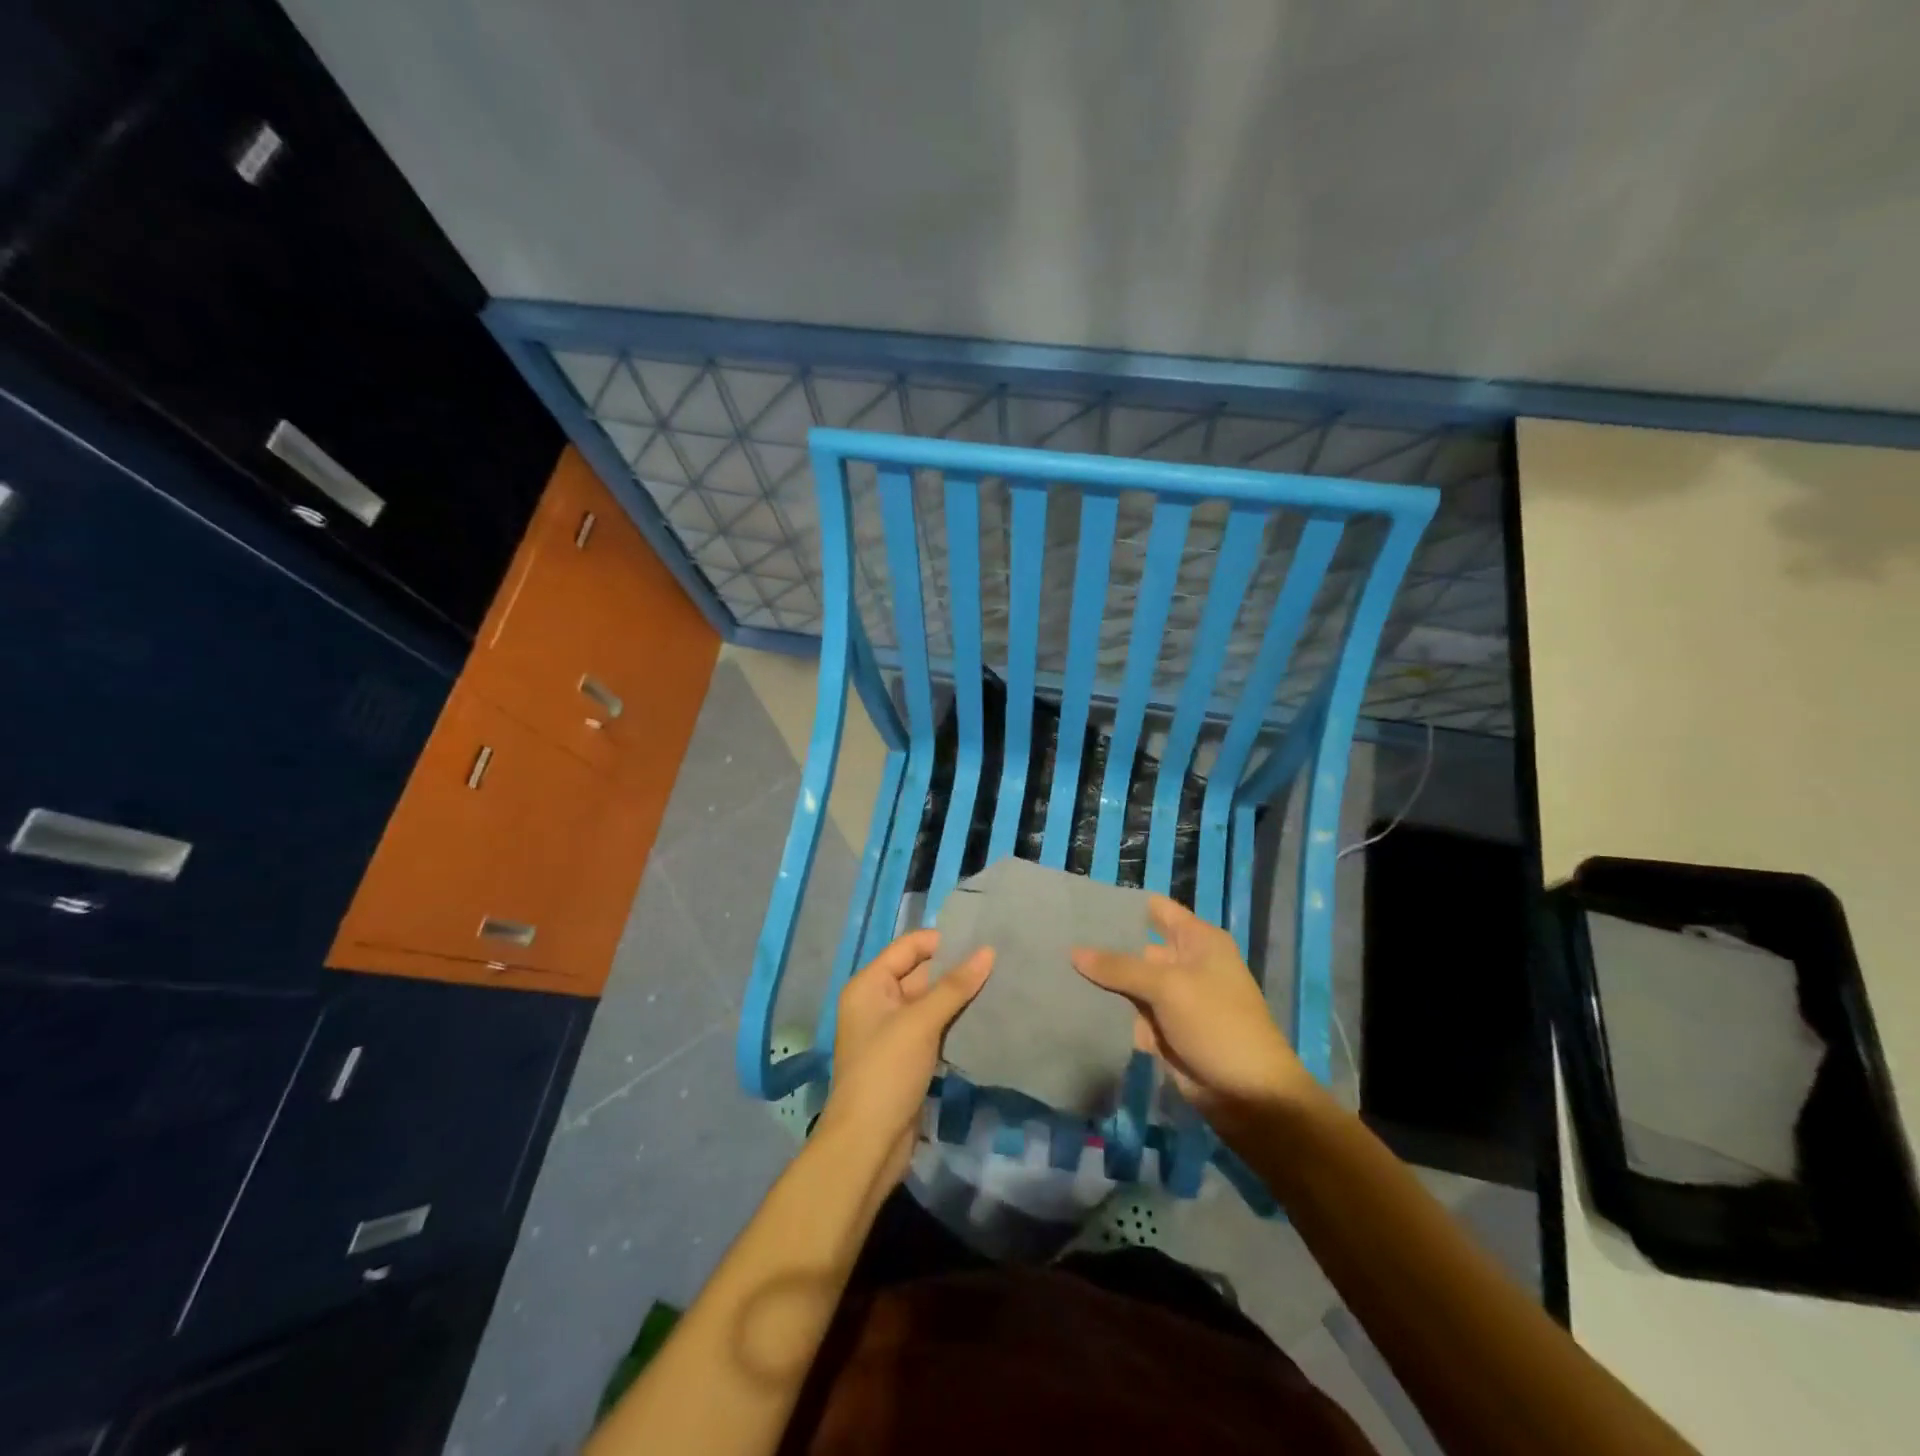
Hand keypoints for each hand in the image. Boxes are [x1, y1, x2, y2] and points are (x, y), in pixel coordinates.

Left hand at [820, 929, 993, 1180]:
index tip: (981, 939)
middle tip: (999, 960)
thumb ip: (954, 986)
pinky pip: (934, 1027)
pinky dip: (955, 1021)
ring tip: (1000, 983)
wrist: (868, 1143)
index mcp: (869, 985)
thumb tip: (988, 951)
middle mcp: (878, 1002)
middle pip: (920, 973)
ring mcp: (893, 1031)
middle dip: (956, 968)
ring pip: (930, 1002)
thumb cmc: (887, 1071)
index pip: (908, 947)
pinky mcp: (908, 1056)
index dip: (942, 941)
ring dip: (959, 996)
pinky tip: (986, 1016)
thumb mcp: (920, 1022)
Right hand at [1071, 895, 1312, 1121]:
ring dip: (1102, 983)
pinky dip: (1111, 1014)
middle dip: (1103, 947)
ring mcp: (1175, 999)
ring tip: (1057, 971)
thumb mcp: (1168, 987)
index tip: (1081, 905)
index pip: (1155, 910)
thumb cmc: (1217, 1024)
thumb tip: (1074, 951)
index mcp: (1198, 941)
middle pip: (1137, 947)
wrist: (1250, 1097)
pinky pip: (1132, 1014)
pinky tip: (1074, 1005)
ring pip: (1131, 983)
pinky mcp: (1166, 1031)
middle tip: (1057, 939)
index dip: (1122, 905)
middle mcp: (1187, 964)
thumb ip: (1119, 967)